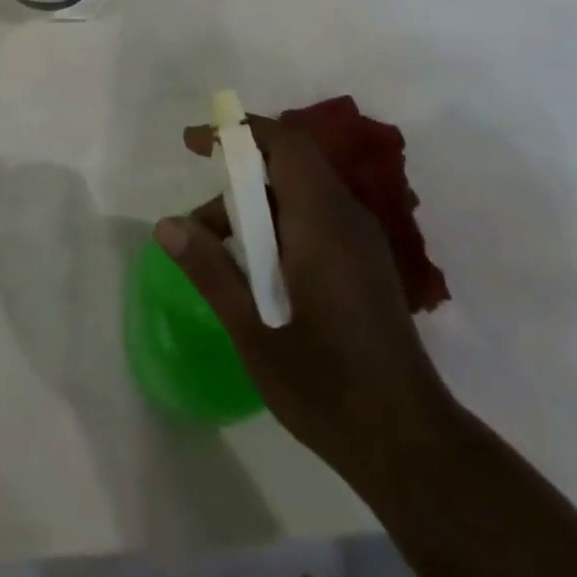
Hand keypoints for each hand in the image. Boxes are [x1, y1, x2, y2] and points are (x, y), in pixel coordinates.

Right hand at [157, 117, 458, 496]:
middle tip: (199, 220)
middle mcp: (347, 217)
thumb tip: (166, 224)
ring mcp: (362, 241)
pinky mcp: (367, 265)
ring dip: (256, 208)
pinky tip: (259, 274)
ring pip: (302, 194)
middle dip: (237, 177)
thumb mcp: (253, 330)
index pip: (284, 143)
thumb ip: (210, 270)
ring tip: (219, 254)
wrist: (410, 445)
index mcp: (321, 220)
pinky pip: (318, 219)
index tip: (194, 142)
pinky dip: (280, 226)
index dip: (238, 131)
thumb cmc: (326, 384)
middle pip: (289, 165)